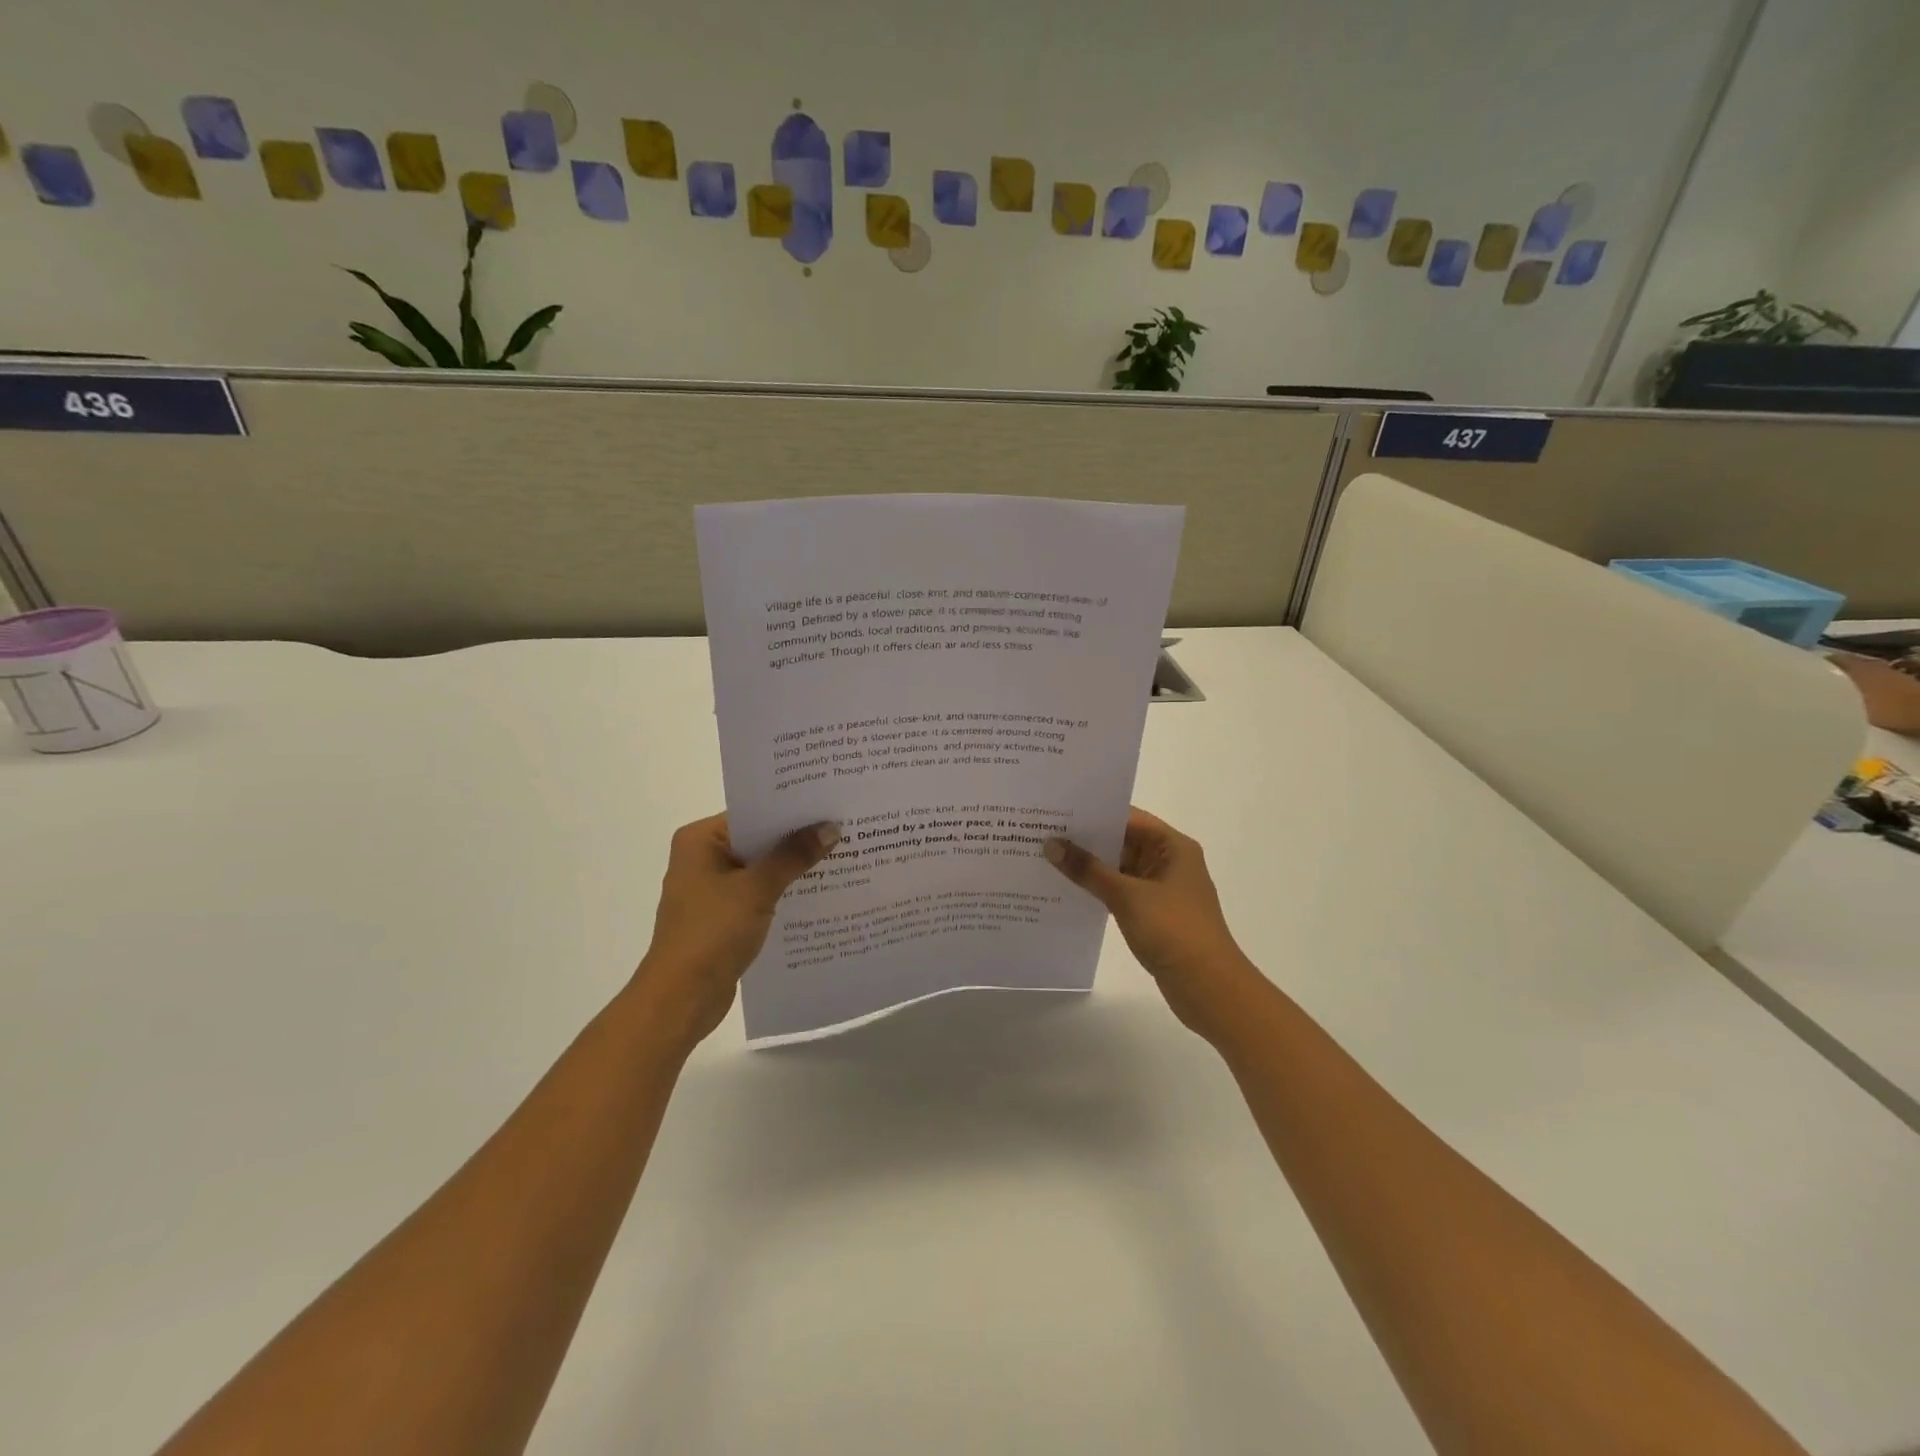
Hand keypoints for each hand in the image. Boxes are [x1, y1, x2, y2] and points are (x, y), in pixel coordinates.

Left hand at [632, 813, 838, 1048]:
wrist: (682, 998)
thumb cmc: (712, 933)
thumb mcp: (757, 889)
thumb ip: (794, 856)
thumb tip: (830, 827)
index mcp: (699, 840)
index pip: (752, 813)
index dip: (791, 811)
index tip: (829, 805)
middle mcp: (702, 858)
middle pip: (758, 839)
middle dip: (797, 839)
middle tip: (843, 828)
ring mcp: (712, 889)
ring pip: (761, 868)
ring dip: (793, 868)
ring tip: (841, 856)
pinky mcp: (723, 916)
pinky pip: (759, 893)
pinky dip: (783, 892)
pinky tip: (819, 892)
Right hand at [1045, 807, 1262, 1039]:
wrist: (1209, 987)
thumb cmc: (1174, 931)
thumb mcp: (1127, 896)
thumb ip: (1088, 869)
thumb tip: (1052, 845)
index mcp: (1173, 847)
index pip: (1129, 818)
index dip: (1094, 813)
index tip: (1058, 810)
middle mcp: (1169, 861)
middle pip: (1123, 841)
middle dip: (1086, 839)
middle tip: (1043, 832)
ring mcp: (1162, 889)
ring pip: (1120, 868)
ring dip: (1090, 866)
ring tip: (1047, 858)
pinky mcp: (1154, 913)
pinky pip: (1121, 891)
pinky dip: (1098, 889)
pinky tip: (1068, 889)